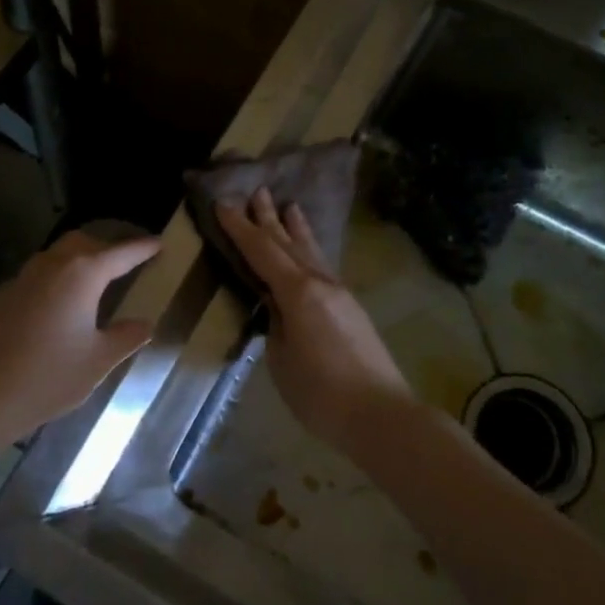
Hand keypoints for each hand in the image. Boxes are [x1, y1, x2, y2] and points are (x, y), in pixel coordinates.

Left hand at [0, 229, 161, 444]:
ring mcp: (21, 279)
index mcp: (82, 275)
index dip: (142, 248)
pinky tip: (53, 308)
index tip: (158, 244)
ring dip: (75, 261)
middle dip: (106, 247)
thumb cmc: (50, 377)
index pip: (120, 253)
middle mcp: (51, 266)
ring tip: (90, 282)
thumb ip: (127, 337)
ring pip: (54, 256)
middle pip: (83, 243)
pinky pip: (33, 279)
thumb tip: (145, 323)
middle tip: (124, 262)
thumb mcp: (99, 361)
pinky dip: (51, 282)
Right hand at [214, 188, 415, 453]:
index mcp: (298, 292)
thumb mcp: (281, 358)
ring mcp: (340, 294)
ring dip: (297, 229)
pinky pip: (323, 267)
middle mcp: (320, 283)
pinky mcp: (351, 309)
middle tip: (257, 191)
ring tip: (290, 206)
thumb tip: (276, 307)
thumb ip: (275, 324)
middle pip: (288, 244)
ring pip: (312, 252)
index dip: (241, 228)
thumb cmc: (320, 392)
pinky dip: (311, 250)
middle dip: (269, 218)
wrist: (381, 414)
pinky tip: (310, 252)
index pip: (262, 252)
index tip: (224, 203)